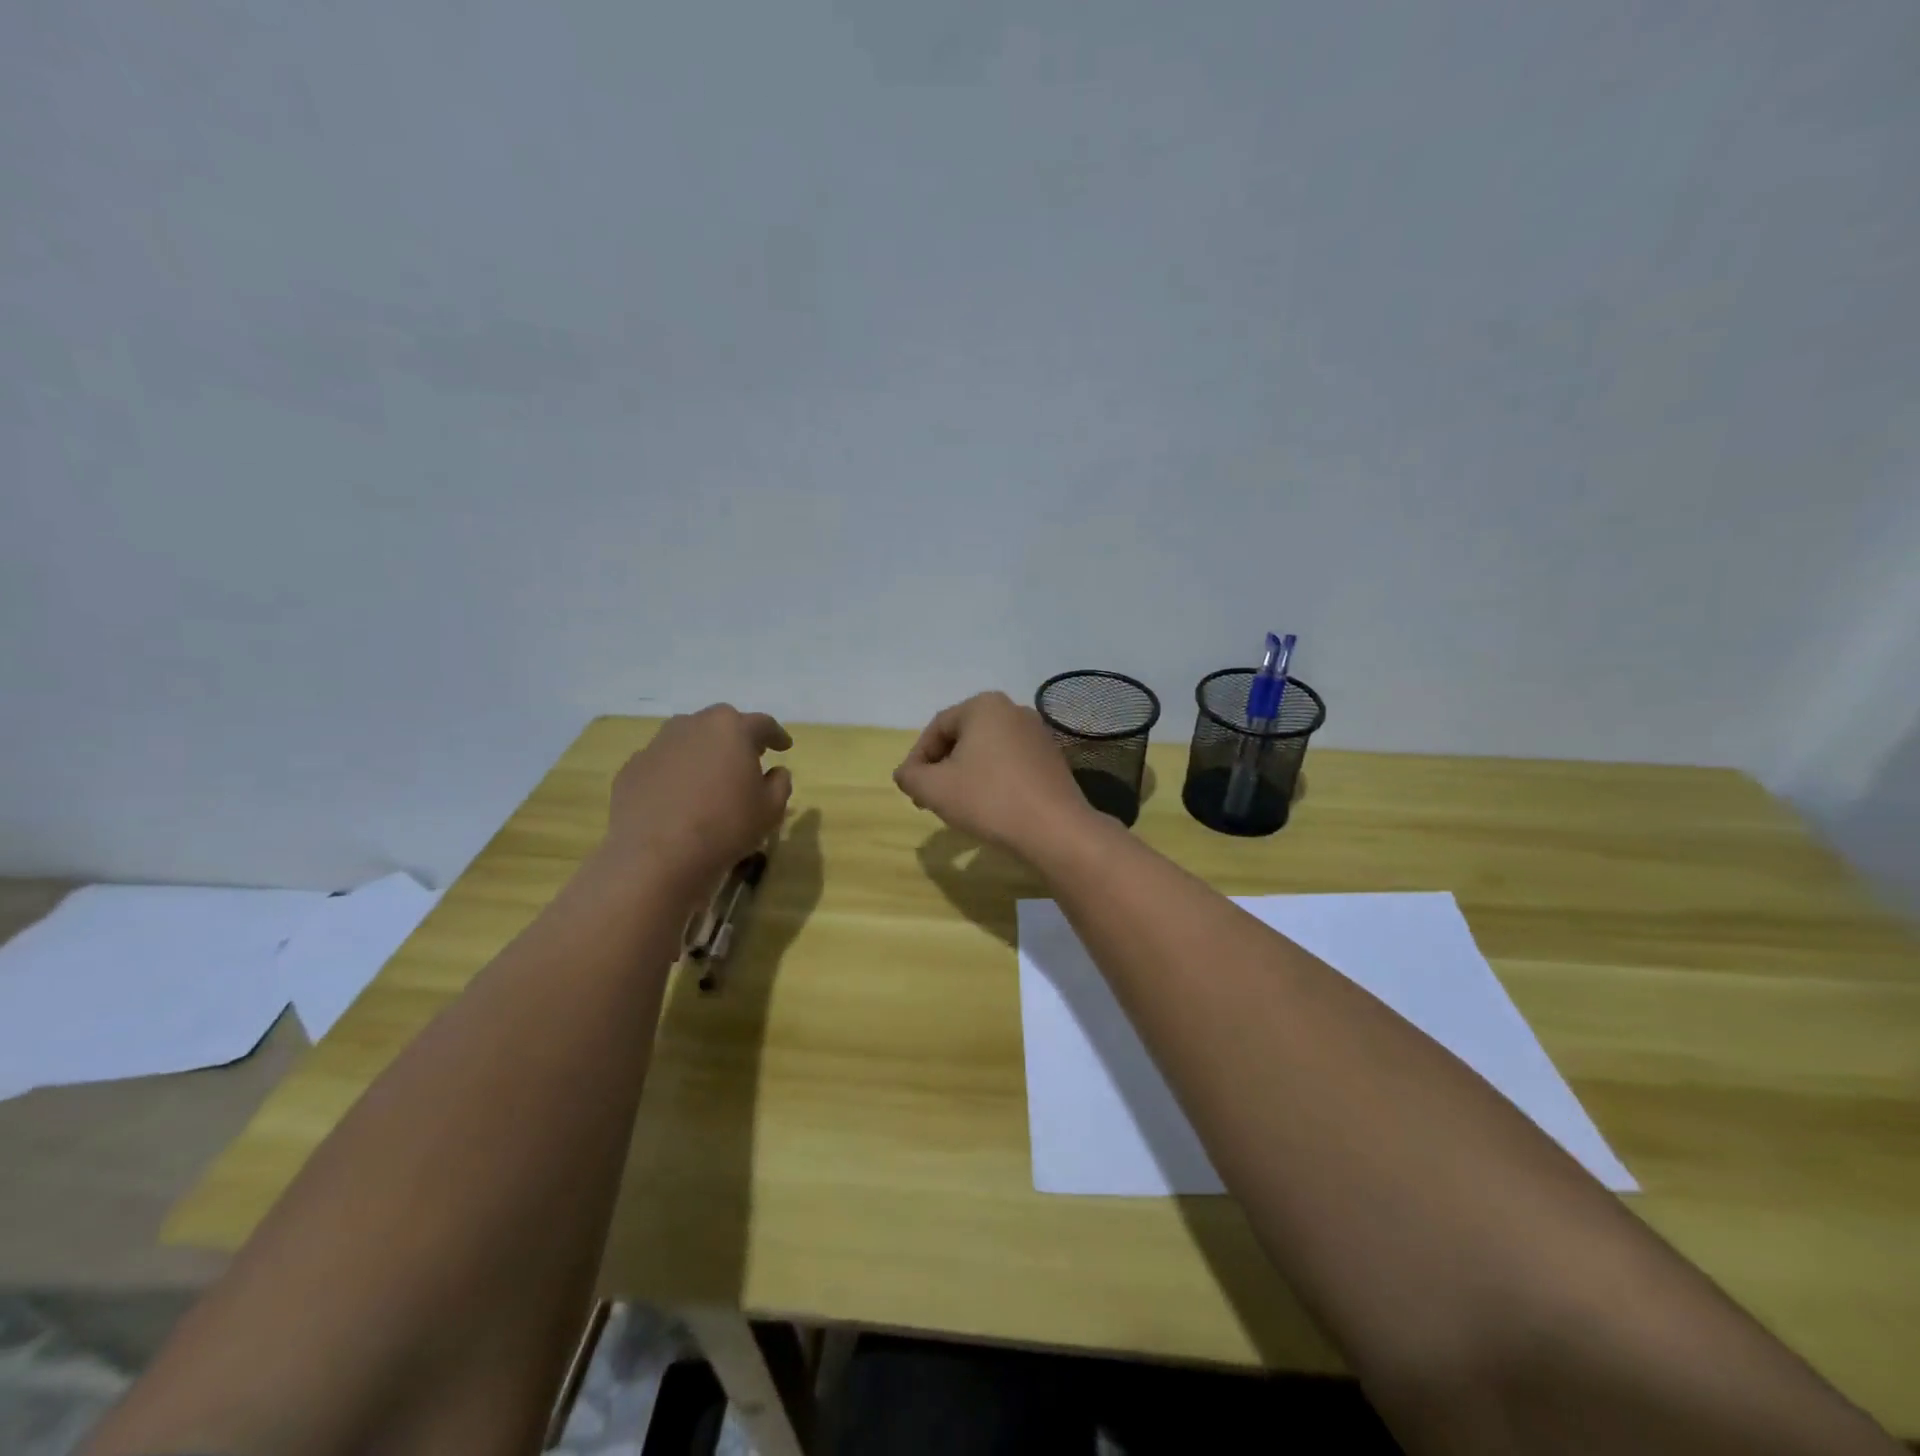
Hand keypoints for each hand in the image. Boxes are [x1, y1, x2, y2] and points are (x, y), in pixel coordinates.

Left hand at [602, 705, 792, 893]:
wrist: (656, 856)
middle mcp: (693, 725)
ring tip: (710, 777)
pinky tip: (678, 798)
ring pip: (688, 739)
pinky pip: (662, 763)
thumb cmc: (726, 826)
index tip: (784, 747)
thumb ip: (780, 783)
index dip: (776, 735)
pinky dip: (674, 773)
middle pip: (721, 724)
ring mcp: (657, 745)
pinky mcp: (632, 767)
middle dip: (736, 738)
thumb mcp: (771, 809)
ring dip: (702, 752)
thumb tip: (775, 772)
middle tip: (747, 758)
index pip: (762, 724)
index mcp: (732, 728)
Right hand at [894, 692, 1098, 857]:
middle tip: (930, 798)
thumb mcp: (934, 789)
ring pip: (987, 751)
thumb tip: (906, 774)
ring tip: (957, 805)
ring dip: (966, 774)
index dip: (917, 759)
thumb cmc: (989, 799)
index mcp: (984, 706)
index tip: (911, 789)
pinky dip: (993, 780)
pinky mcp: (1052, 758)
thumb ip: (910, 776)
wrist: (1055, 829)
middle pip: (963, 737)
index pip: (936, 728)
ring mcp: (1037, 733)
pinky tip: (990, 806)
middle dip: (942, 767)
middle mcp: (1013, 710)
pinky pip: (1010, 763)